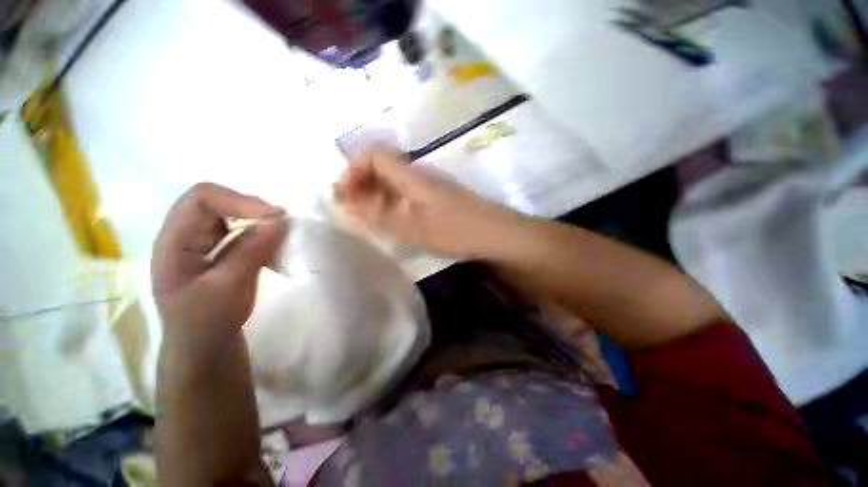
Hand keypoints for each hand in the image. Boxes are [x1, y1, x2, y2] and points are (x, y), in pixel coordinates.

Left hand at [152, 183, 287, 364]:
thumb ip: (253, 251)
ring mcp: (202, 243)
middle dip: (252, 209)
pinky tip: (275, 248)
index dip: (239, 201)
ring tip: (282, 236)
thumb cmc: (206, 324)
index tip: (275, 217)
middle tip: (282, 224)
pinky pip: (242, 232)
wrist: (204, 350)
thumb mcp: (228, 288)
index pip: (201, 198)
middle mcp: (185, 235)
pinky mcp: (220, 252)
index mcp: (174, 241)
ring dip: (259, 221)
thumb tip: (281, 219)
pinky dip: (262, 234)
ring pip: (231, 215)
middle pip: (216, 202)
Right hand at [335, 146, 521, 257]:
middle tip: (353, 211)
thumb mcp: (411, 226)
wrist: (495, 235)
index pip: (373, 154)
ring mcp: (430, 185)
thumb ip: (378, 214)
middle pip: (382, 166)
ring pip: (394, 182)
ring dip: (377, 196)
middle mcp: (419, 173)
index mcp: (411, 174)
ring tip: (369, 219)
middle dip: (361, 185)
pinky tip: (393, 222)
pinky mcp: (438, 198)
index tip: (343, 195)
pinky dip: (393, 204)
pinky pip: (407, 194)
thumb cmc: (455, 229)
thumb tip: (346, 202)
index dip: (353, 169)